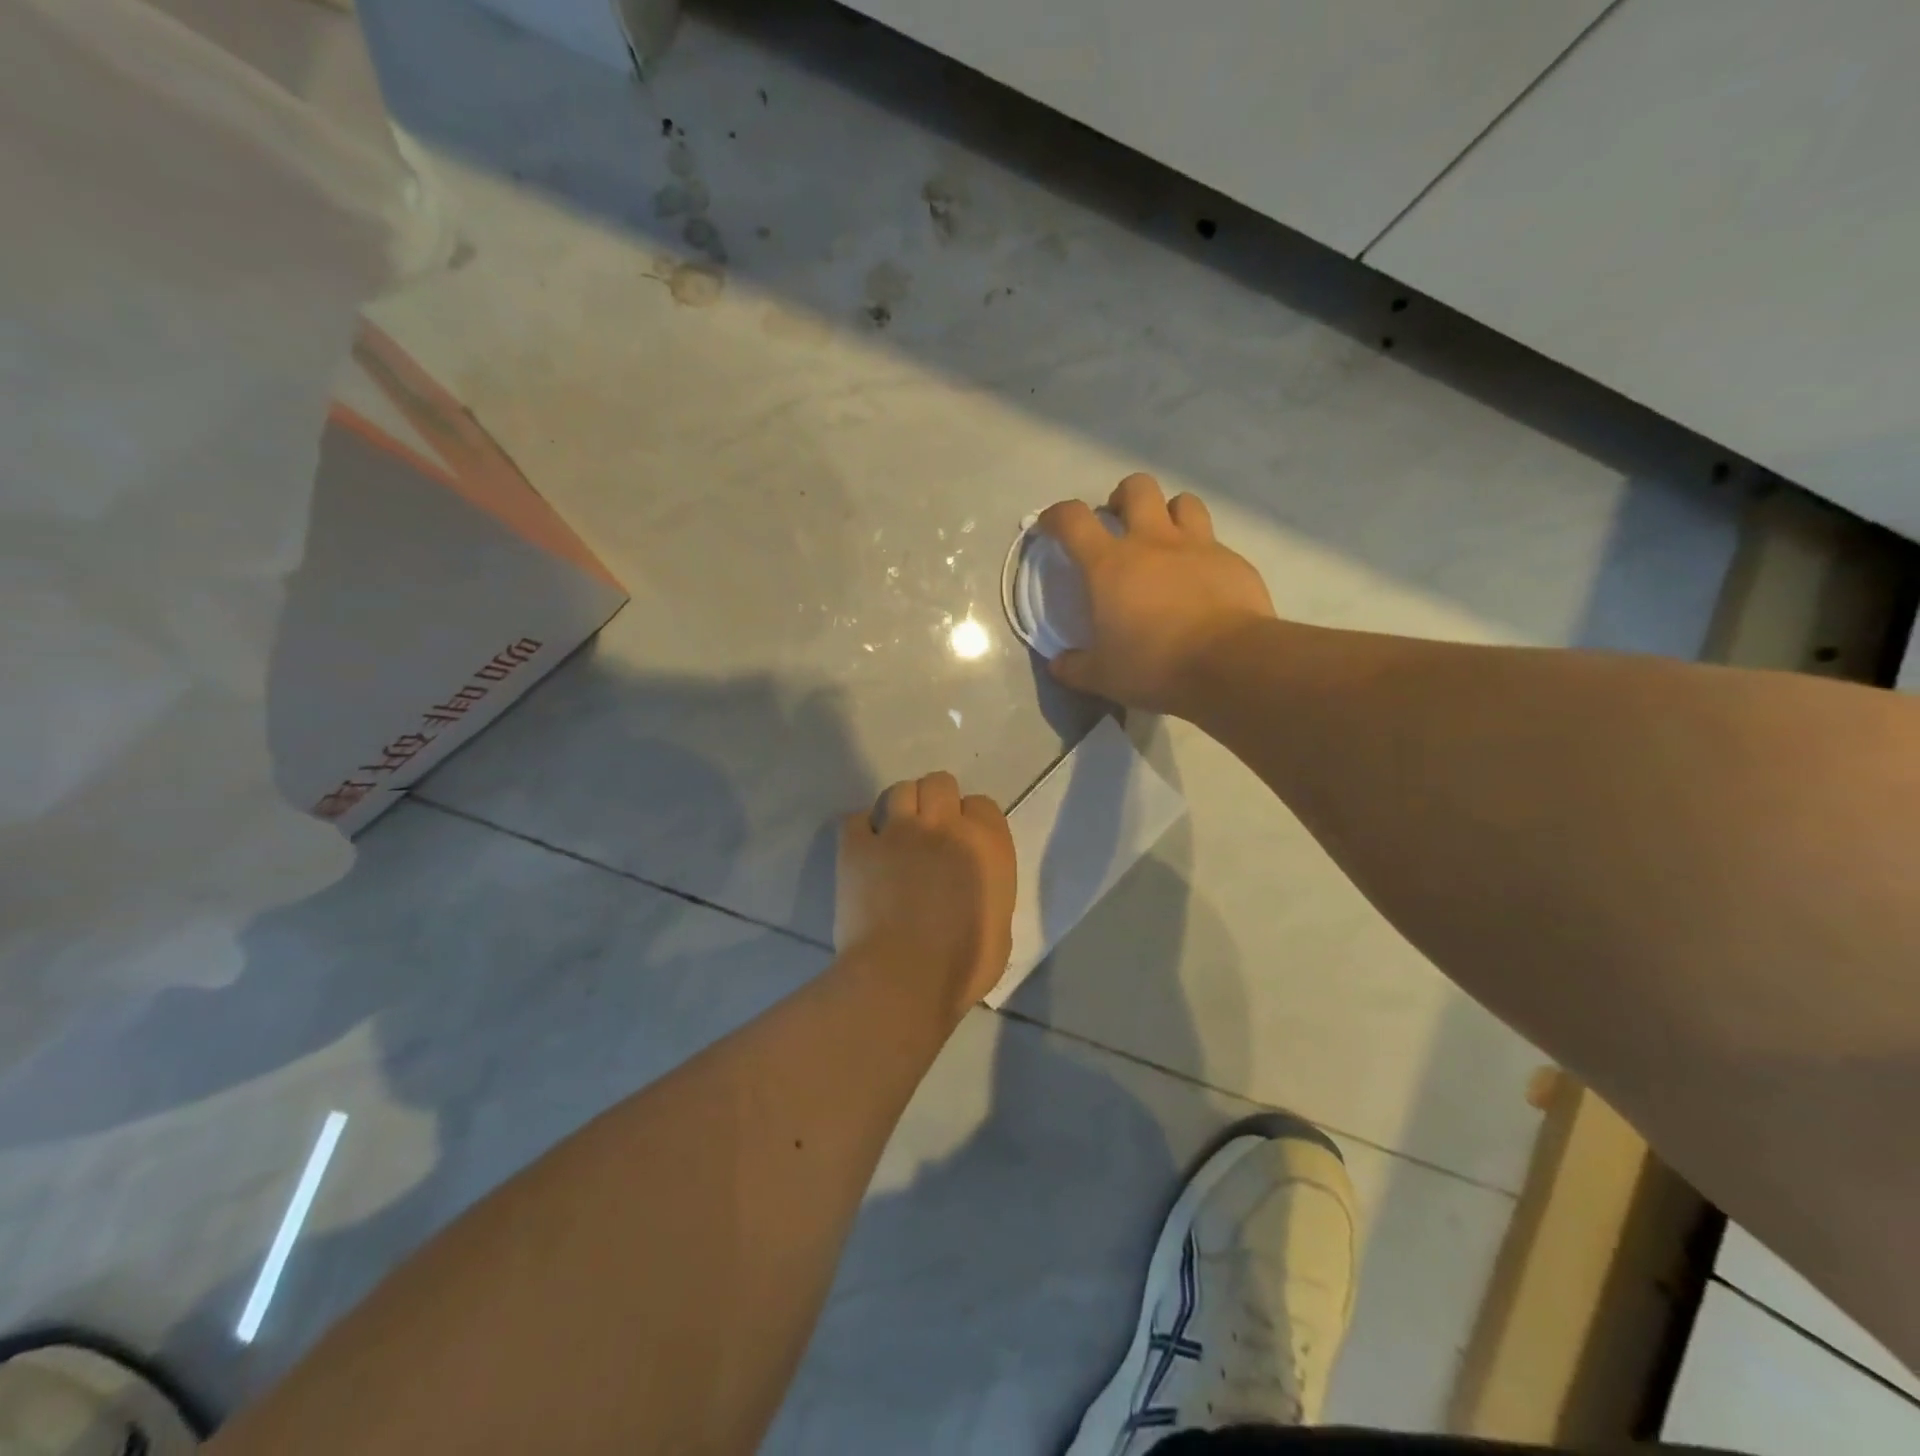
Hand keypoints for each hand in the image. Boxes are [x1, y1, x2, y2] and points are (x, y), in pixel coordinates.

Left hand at [836, 772, 1016, 1014]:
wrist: (904, 978)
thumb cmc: (962, 966)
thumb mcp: (1000, 928)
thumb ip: (990, 892)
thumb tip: (974, 888)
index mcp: (986, 846)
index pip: (983, 805)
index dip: (971, 820)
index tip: (963, 842)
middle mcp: (944, 826)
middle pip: (939, 783)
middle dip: (935, 801)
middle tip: (929, 832)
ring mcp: (897, 831)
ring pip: (899, 790)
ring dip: (900, 808)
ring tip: (895, 835)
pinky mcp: (857, 846)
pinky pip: (856, 818)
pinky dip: (861, 829)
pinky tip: (864, 849)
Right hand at [1038, 473, 1274, 713]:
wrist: (1229, 664)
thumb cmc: (1154, 665)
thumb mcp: (1103, 677)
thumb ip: (1075, 667)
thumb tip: (1059, 664)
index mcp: (1110, 565)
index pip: (1074, 520)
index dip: (1057, 515)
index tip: (1051, 526)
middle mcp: (1153, 542)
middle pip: (1137, 488)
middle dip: (1123, 498)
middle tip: (1119, 524)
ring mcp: (1198, 547)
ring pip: (1183, 502)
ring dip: (1169, 514)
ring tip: (1165, 541)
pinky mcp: (1234, 562)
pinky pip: (1215, 542)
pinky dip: (1203, 553)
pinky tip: (1202, 581)